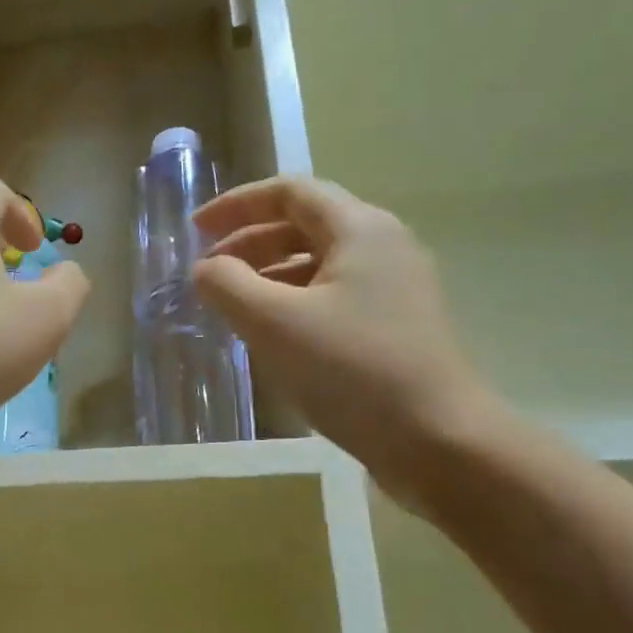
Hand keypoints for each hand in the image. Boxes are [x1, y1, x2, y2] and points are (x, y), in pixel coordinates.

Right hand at [193, 174, 504, 496]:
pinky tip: (271, 335)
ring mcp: (395, 288)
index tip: (194, 230)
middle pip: (305, 225)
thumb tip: (205, 268)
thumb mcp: (273, 323)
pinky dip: (293, 302)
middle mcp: (383, 247)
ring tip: (231, 305)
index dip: (236, 204)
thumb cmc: (351, 370)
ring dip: (268, 275)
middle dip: (249, 242)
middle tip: (207, 272)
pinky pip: (333, 297)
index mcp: (360, 229)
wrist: (437, 440)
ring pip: (318, 264)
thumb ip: (227, 285)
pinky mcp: (396, 326)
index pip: (290, 193)